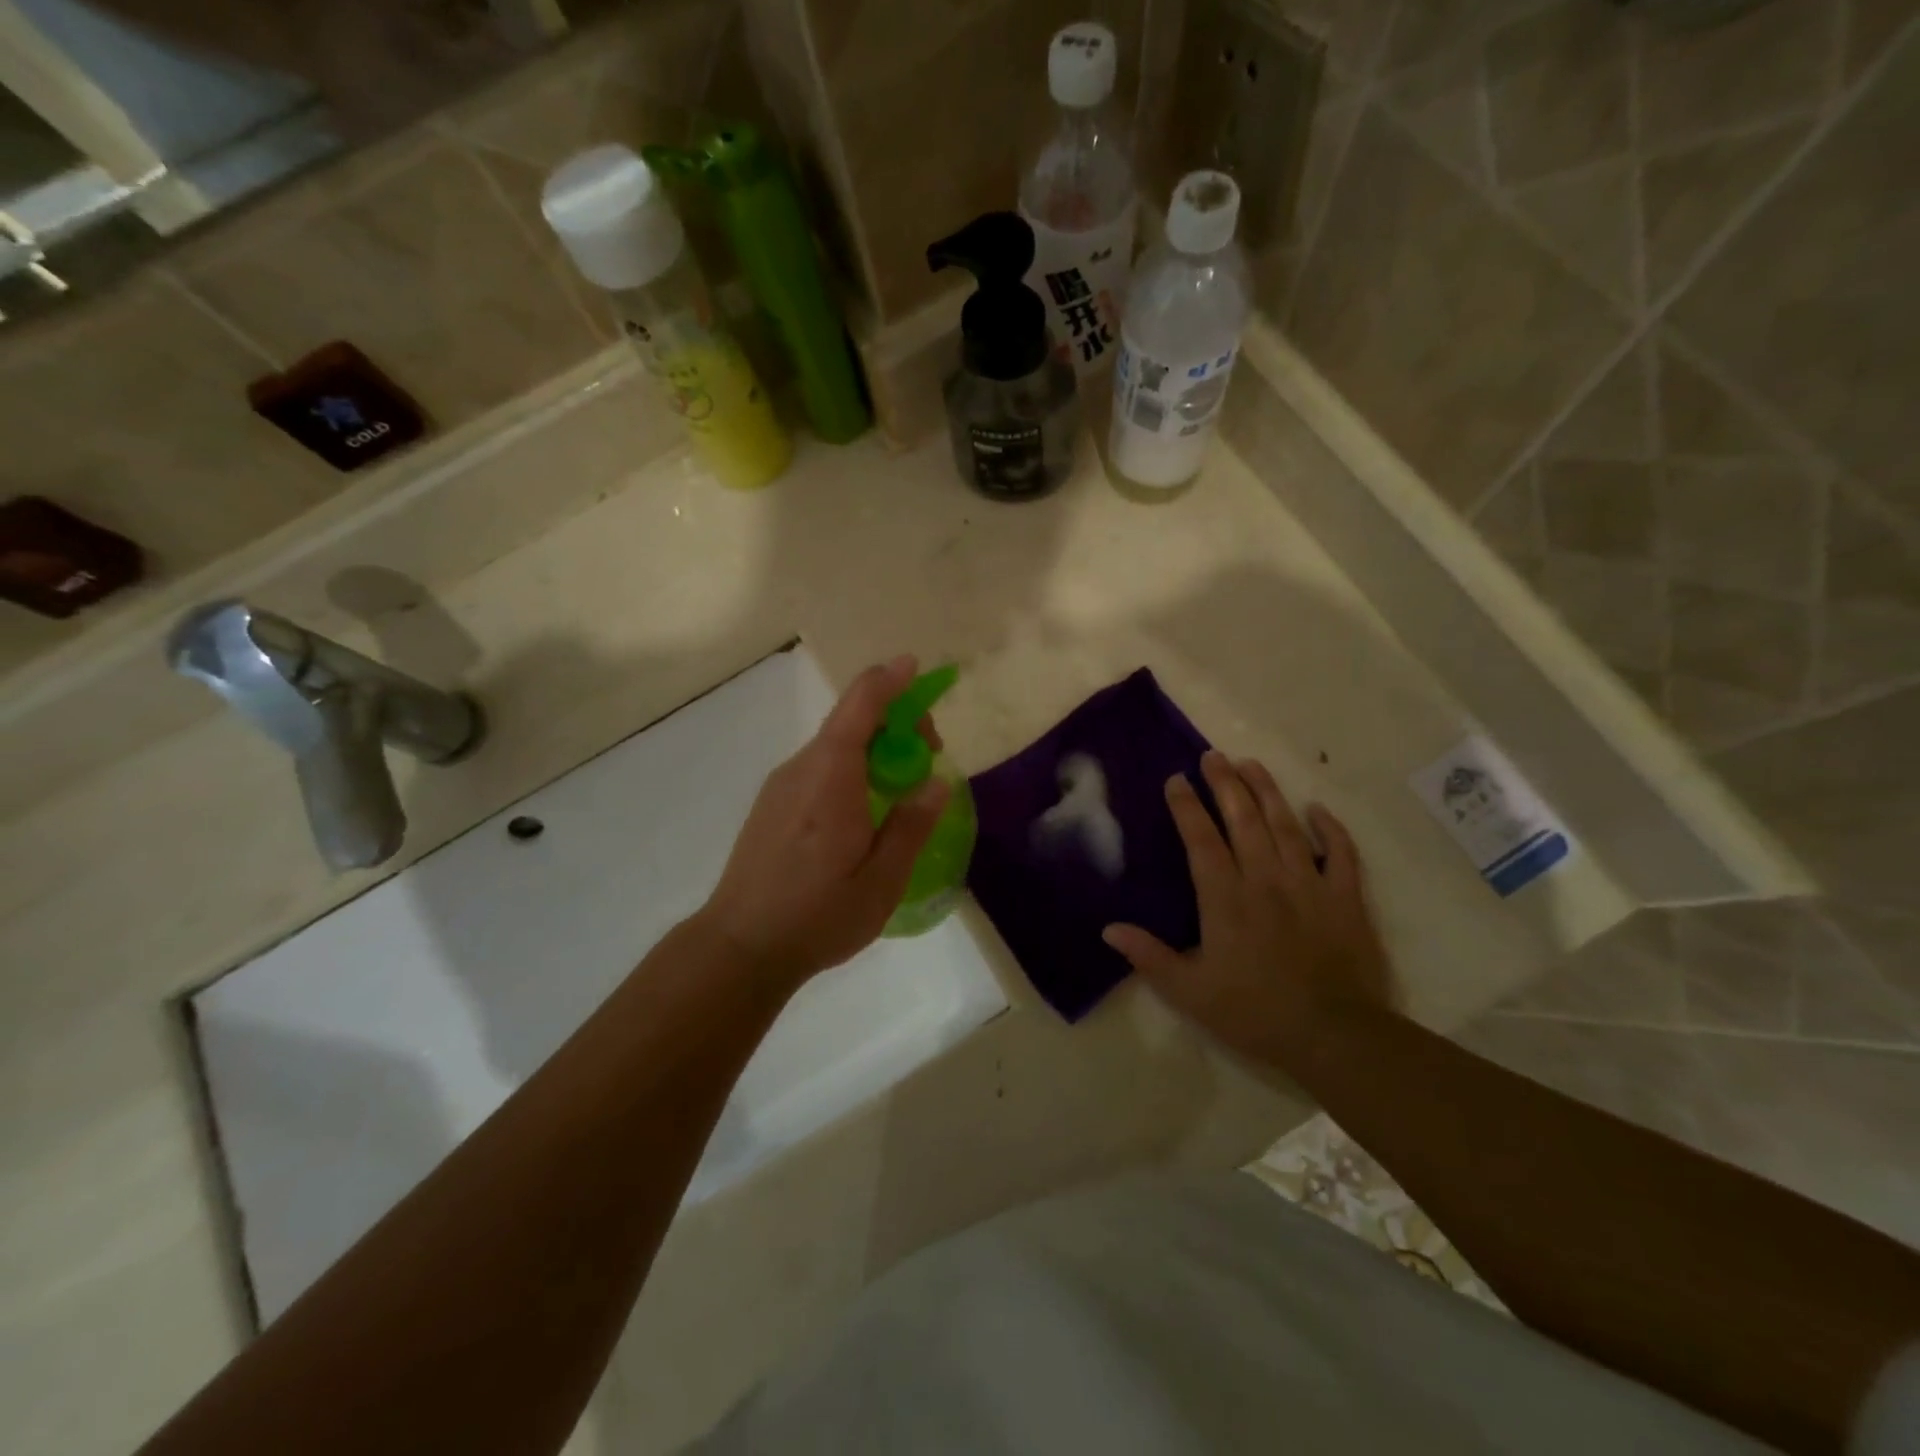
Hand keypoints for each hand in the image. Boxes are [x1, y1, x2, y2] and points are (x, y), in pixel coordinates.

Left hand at [696, 656, 949, 991]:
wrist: (739, 946)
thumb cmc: (816, 915)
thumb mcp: (881, 880)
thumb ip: (911, 826)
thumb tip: (936, 782)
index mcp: (831, 776)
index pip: (860, 705)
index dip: (890, 680)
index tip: (916, 667)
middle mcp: (802, 768)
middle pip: (851, 722)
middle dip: (895, 724)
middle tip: (928, 761)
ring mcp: (781, 785)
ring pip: (835, 746)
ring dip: (874, 750)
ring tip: (901, 792)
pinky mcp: (772, 805)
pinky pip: (819, 768)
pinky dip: (851, 768)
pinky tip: (864, 812)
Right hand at [1103, 751, 1394, 1066]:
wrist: (1334, 1036)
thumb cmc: (1254, 1012)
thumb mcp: (1189, 992)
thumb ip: (1149, 956)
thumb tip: (1108, 929)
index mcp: (1225, 897)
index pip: (1201, 839)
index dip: (1187, 807)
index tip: (1175, 779)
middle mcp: (1265, 878)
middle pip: (1243, 819)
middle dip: (1225, 783)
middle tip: (1212, 756)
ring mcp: (1309, 884)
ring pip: (1286, 825)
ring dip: (1267, 791)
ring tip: (1251, 763)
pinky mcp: (1346, 898)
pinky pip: (1341, 854)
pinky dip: (1330, 829)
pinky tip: (1317, 810)